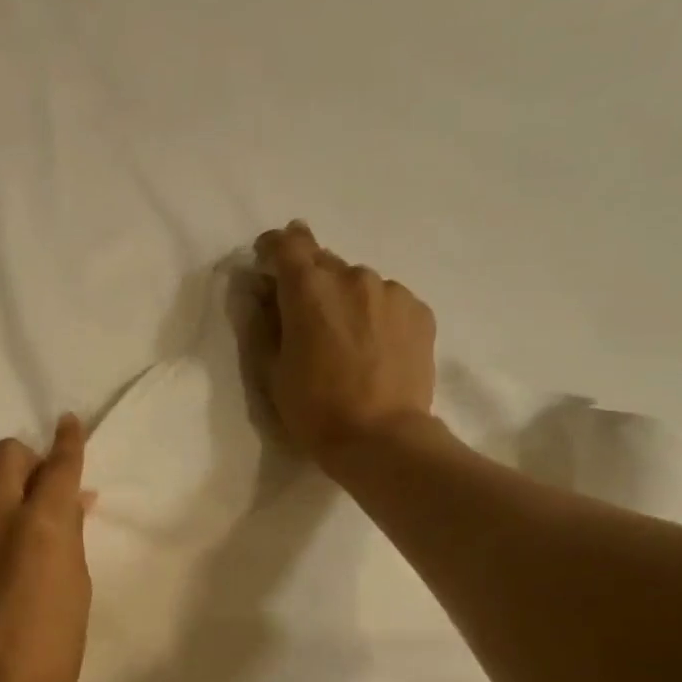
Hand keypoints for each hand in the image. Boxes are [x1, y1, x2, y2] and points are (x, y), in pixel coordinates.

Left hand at [0, 415, 93, 681]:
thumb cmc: (51, 650)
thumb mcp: (76, 588)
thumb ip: (70, 535)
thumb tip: (70, 502)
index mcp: (42, 524)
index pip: (57, 465)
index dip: (69, 440)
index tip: (70, 422)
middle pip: (6, 454)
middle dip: (29, 458)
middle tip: (44, 485)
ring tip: (16, 508)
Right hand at [254, 220, 438, 469]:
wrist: (381, 438)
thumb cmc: (314, 408)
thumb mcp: (271, 370)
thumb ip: (264, 323)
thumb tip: (262, 294)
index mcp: (309, 289)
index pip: (288, 243)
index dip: (274, 247)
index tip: (267, 261)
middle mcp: (353, 277)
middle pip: (324, 262)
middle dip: (309, 281)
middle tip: (304, 317)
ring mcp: (391, 292)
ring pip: (358, 284)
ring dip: (344, 300)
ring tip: (344, 340)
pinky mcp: (419, 311)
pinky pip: (387, 302)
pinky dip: (374, 315)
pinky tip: (373, 349)